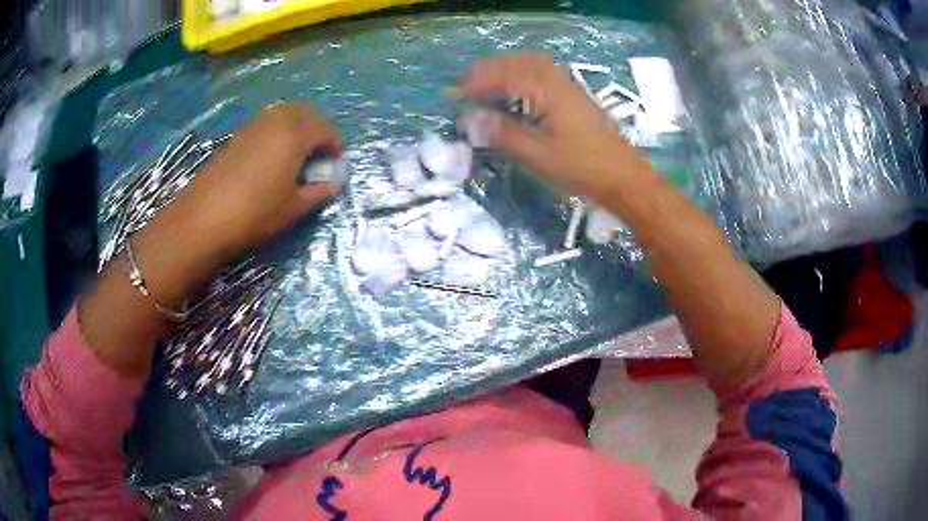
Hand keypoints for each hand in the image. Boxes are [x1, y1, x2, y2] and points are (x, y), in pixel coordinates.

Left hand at [166, 103, 342, 265]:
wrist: (204, 218)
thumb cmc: (255, 214)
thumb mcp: (293, 208)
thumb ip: (318, 192)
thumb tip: (333, 183)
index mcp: (294, 135)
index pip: (324, 129)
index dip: (334, 143)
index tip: (336, 160)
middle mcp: (275, 122)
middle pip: (304, 112)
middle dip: (317, 127)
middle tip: (319, 150)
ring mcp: (252, 127)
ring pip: (282, 114)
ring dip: (296, 125)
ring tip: (297, 152)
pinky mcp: (236, 137)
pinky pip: (265, 123)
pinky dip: (276, 131)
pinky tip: (272, 156)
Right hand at [458, 53, 650, 196]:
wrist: (622, 174)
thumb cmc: (581, 166)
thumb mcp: (537, 154)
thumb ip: (502, 132)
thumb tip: (470, 119)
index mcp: (545, 90)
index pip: (501, 77)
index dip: (474, 84)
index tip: (453, 94)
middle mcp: (555, 78)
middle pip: (514, 62)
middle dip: (485, 71)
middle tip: (463, 85)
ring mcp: (566, 83)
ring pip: (528, 63)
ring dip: (503, 68)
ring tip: (483, 83)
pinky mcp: (572, 93)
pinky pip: (540, 71)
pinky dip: (520, 72)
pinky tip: (514, 86)